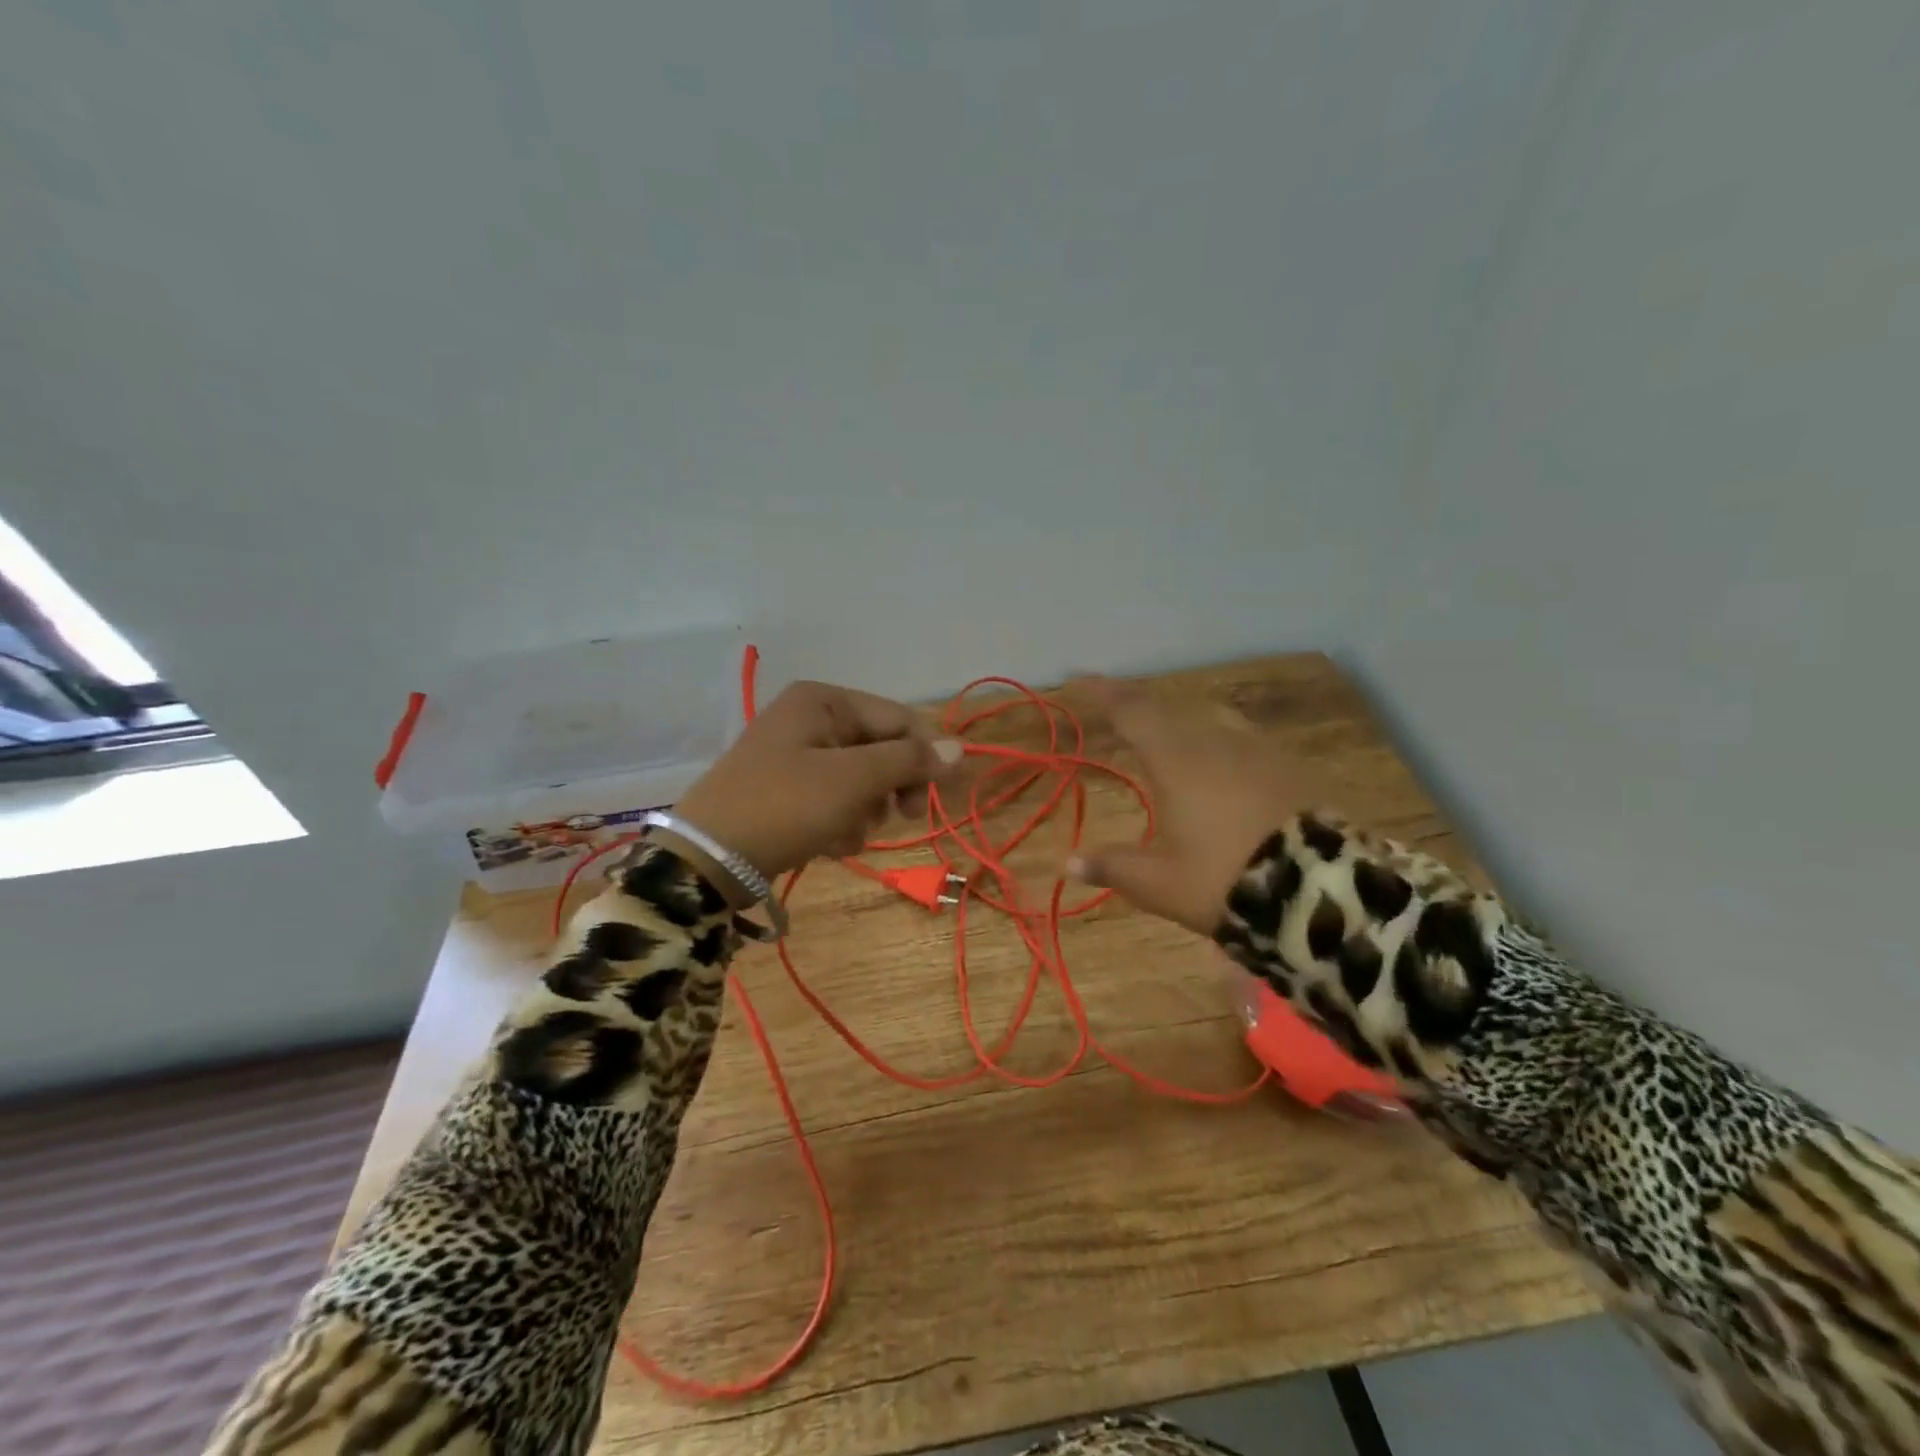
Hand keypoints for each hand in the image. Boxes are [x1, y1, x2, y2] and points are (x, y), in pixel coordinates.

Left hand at [665, 680, 961, 895]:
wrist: (707, 859)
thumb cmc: (785, 806)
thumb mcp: (854, 780)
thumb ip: (910, 761)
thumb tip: (961, 749)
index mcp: (824, 700)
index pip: (899, 719)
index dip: (924, 757)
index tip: (936, 799)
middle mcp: (810, 718)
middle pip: (881, 749)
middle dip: (889, 788)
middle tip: (901, 818)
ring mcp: (796, 755)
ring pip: (861, 780)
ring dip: (865, 811)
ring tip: (846, 834)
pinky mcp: (786, 789)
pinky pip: (834, 799)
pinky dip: (840, 822)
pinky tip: (829, 844)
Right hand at [1068, 679, 1332, 935]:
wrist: (1322, 891)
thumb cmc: (1226, 880)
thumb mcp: (1160, 884)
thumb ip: (1114, 867)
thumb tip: (1069, 863)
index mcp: (1176, 760)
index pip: (1132, 712)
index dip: (1105, 693)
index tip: (1084, 678)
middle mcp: (1215, 742)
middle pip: (1171, 709)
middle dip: (1141, 707)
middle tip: (1122, 712)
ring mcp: (1259, 750)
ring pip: (1212, 718)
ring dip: (1183, 720)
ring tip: (1171, 735)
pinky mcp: (1291, 766)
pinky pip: (1244, 738)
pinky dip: (1220, 741)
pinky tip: (1225, 764)